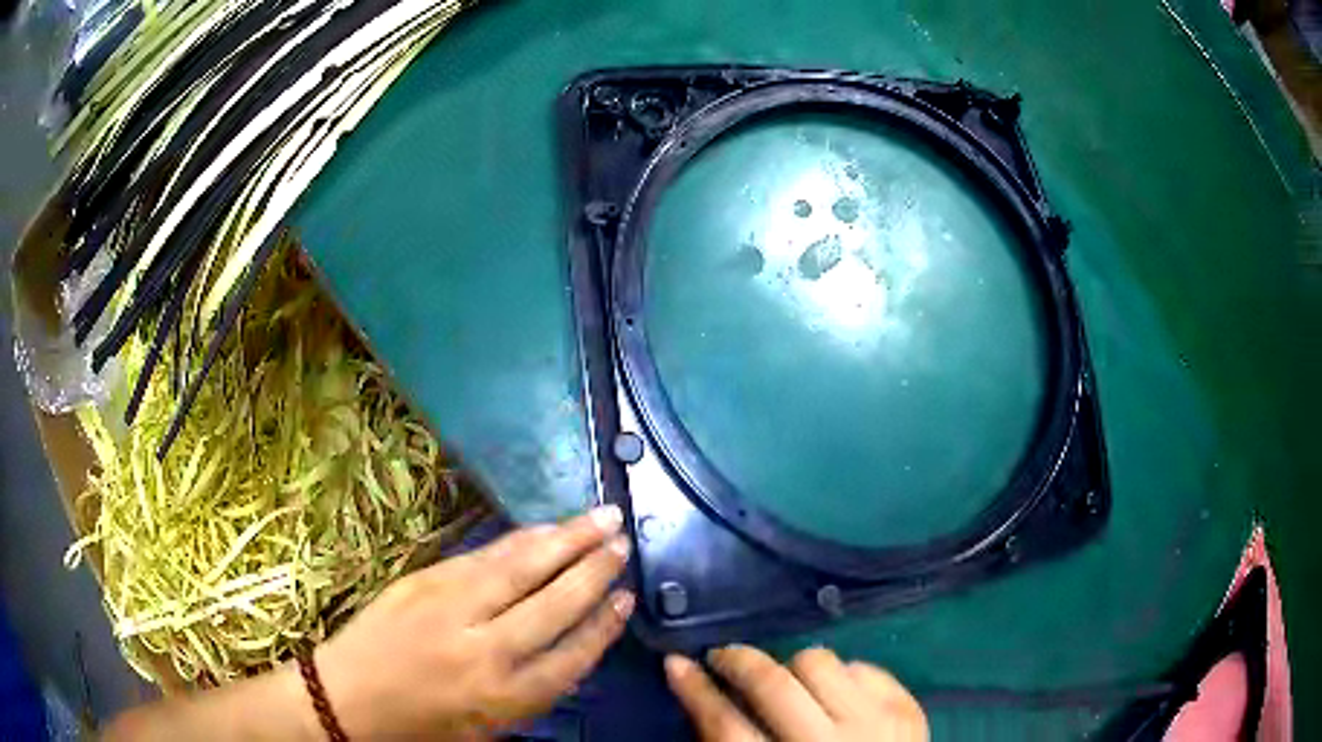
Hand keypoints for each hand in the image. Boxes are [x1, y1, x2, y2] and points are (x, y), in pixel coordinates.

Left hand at [316, 505, 634, 739]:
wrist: (346, 699)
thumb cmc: (420, 725)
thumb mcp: (488, 728)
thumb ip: (532, 691)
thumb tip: (571, 648)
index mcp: (505, 698)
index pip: (572, 654)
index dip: (604, 624)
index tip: (626, 598)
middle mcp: (485, 650)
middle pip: (554, 602)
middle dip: (594, 570)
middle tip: (623, 541)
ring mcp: (451, 608)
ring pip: (521, 567)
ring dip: (565, 540)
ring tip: (600, 519)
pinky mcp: (424, 581)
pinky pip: (483, 556)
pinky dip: (519, 540)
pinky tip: (542, 530)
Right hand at [666, 646, 927, 741]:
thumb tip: (705, 704)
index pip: (726, 726)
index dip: (696, 691)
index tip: (675, 664)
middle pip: (773, 685)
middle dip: (738, 661)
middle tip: (720, 656)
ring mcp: (875, 723)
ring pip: (820, 663)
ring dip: (792, 666)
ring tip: (785, 680)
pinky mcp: (907, 709)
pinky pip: (864, 667)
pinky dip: (842, 674)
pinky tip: (833, 693)